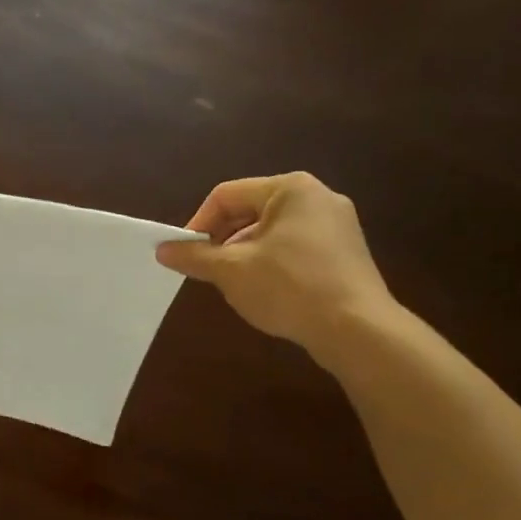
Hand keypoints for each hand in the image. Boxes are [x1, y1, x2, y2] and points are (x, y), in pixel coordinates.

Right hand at [155, 173, 396, 361]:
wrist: (358, 330)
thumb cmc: (290, 287)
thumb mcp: (231, 271)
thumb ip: (194, 256)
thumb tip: (162, 249)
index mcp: (290, 189)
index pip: (226, 195)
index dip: (198, 223)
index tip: (185, 254)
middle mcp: (317, 197)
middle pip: (250, 210)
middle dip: (223, 239)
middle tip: (207, 269)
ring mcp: (337, 225)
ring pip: (272, 231)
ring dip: (245, 254)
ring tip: (235, 284)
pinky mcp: (346, 253)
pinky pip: (296, 248)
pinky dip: (273, 263)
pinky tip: (267, 292)